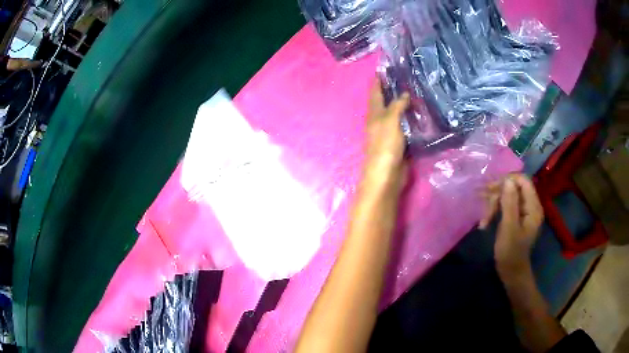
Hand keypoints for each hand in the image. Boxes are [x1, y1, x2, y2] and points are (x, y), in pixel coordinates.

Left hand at [363, 78, 409, 190]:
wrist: (386, 175)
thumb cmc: (385, 145)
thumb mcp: (390, 121)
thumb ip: (397, 106)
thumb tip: (404, 94)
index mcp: (374, 114)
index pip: (375, 92)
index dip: (378, 81)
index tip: (382, 69)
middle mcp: (380, 121)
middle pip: (385, 102)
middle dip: (391, 90)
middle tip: (404, 78)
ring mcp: (390, 132)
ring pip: (396, 114)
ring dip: (402, 104)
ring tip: (414, 92)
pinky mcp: (399, 142)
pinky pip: (405, 126)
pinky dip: (410, 118)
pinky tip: (419, 114)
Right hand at [481, 174, 543, 274]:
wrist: (511, 272)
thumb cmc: (511, 252)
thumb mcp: (509, 227)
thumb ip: (510, 203)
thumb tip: (508, 180)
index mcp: (533, 207)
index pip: (523, 181)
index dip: (508, 180)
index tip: (492, 188)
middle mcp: (530, 206)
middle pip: (514, 188)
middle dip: (498, 194)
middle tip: (483, 202)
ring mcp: (523, 212)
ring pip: (507, 197)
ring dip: (494, 204)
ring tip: (483, 219)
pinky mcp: (516, 218)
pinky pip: (505, 206)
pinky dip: (495, 211)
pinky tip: (485, 221)